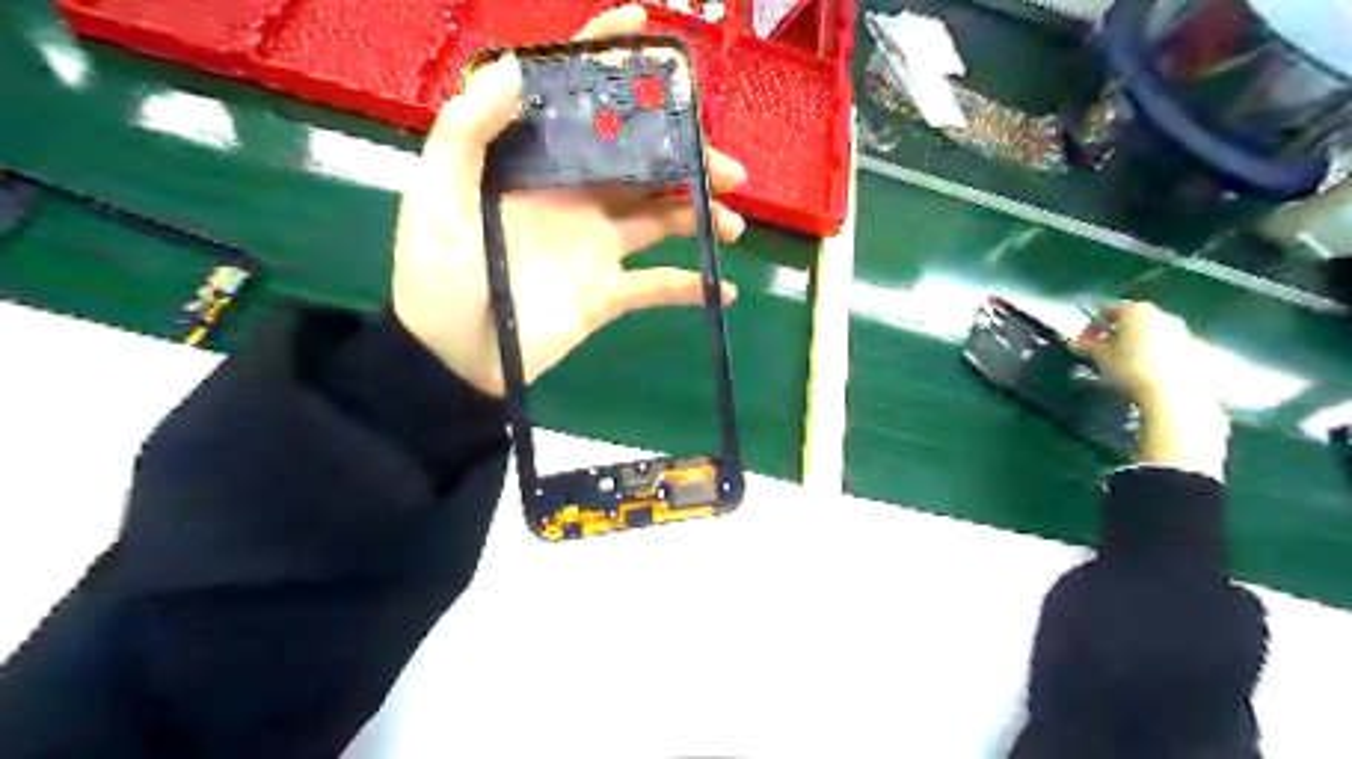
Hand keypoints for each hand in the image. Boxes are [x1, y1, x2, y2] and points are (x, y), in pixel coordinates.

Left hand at [390, 4, 749, 395]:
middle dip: (688, 156)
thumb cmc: (437, 273)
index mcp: (539, 166)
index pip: (577, 102)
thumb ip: (467, 131)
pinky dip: (692, 287)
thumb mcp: (436, 195)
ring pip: (662, 219)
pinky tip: (725, 289)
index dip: (609, 61)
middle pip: (642, 163)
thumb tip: (515, 67)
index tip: (649, 32)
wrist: (453, 357)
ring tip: (731, 224)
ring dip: (700, 216)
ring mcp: (597, 246)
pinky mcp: (608, 293)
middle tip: (727, 168)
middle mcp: (576, 197)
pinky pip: (658, 286)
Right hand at [1078, 304, 1231, 477]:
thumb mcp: (1100, 358)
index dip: (1093, 325)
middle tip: (1104, 352)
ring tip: (1126, 365)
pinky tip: (1148, 373)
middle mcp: (1162, 315)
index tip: (1084, 342)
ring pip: (1154, 334)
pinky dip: (1157, 355)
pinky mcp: (1197, 351)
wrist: (1175, 395)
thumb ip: (1088, 346)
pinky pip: (1169, 348)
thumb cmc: (1131, 369)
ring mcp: (1183, 332)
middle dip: (1118, 334)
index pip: (1109, 310)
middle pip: (1135, 320)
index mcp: (1137, 311)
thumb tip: (1078, 342)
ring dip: (1138, 344)